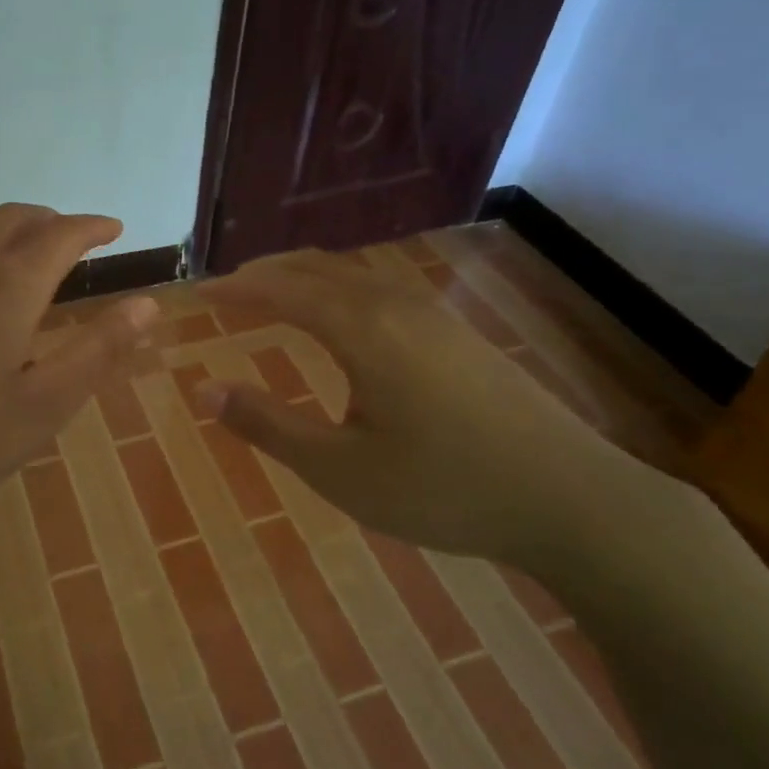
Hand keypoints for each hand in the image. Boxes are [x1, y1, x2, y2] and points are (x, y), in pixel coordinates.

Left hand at [0, 204, 157, 542]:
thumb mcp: (42, 406)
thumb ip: (99, 351)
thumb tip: (147, 305)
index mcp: (8, 286)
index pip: (61, 235)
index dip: (92, 227)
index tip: (112, 228)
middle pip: (12, 219)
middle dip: (48, 221)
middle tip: (68, 237)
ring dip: (2, 237)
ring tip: (16, 262)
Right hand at [196, 250, 662, 569]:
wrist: (571, 499)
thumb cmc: (443, 489)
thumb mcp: (341, 470)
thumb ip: (269, 426)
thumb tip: (205, 391)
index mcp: (361, 330)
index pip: (281, 291)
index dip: (235, 290)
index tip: (197, 295)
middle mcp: (394, 306)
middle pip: (316, 269)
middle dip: (266, 274)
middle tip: (227, 290)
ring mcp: (432, 315)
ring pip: (352, 275)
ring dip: (304, 278)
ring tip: (273, 296)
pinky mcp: (457, 333)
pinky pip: (379, 290)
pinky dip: (338, 290)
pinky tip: (342, 319)